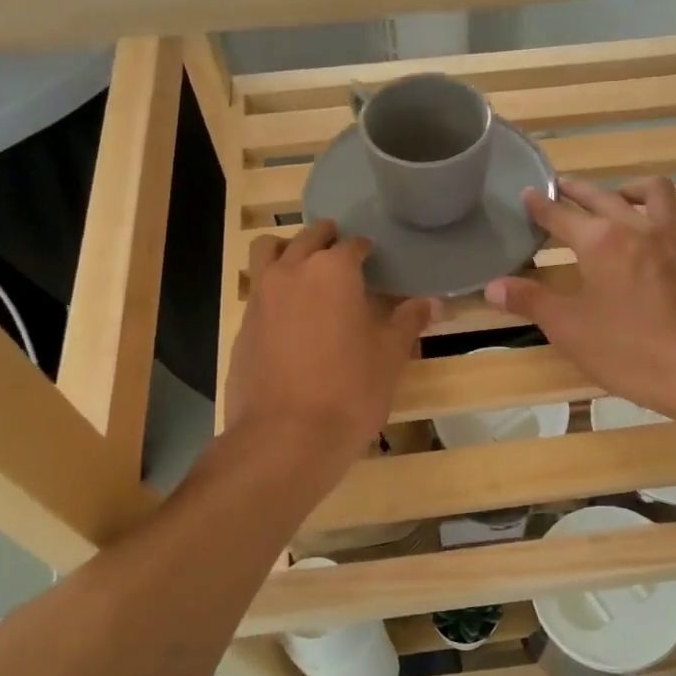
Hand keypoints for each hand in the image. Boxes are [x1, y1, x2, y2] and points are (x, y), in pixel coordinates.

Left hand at [226, 220, 439, 456]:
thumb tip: (434, 303)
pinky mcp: (242, 324)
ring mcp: (260, 296)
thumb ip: (408, 322)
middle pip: (308, 237)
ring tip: (305, 270)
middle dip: (327, 240)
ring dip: (288, 250)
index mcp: (333, 271)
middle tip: (343, 258)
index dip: (366, 251)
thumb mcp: (389, 356)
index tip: (374, 262)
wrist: (285, 438)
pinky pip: (257, 289)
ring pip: (269, 251)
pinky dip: (273, 288)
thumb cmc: (349, 391)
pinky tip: (288, 316)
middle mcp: (292, 271)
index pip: (352, 245)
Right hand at [484, 177, 675, 423]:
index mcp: (600, 243)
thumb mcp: (570, 330)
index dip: (541, 206)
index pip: (561, 216)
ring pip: (657, 193)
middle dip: (579, 190)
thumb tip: (491, 285)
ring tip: (620, 197)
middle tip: (563, 188)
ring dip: (633, 189)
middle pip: (604, 197)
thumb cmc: (632, 353)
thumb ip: (530, 302)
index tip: (530, 194)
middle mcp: (639, 228)